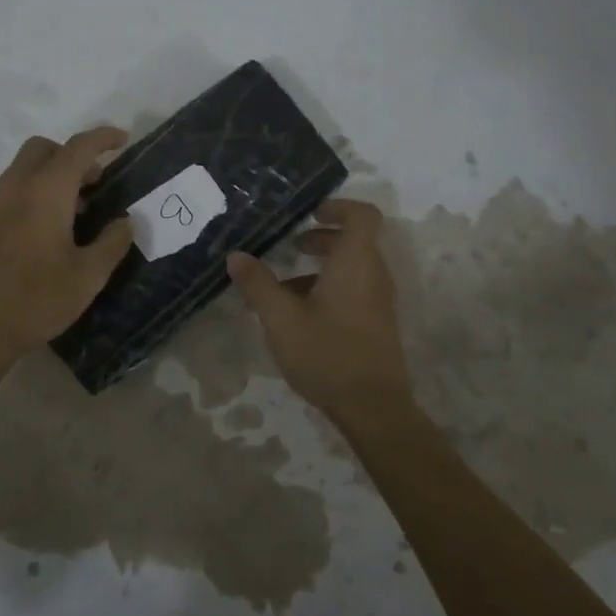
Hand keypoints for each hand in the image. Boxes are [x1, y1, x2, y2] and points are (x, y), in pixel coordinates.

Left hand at [0, 127, 135, 360]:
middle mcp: (14, 188)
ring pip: (22, 171)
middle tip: (94, 185)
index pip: (78, 148)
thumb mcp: (87, 277)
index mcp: (45, 192)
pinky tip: (40, 236)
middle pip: (43, 149)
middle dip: (71, 155)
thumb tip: (125, 223)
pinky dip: (29, 197)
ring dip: (49, 177)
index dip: (103, 138)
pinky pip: (7, 195)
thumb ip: (112, 243)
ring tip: (71, 214)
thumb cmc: (35, 300)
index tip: (122, 140)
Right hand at [226, 197, 413, 420]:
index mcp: (356, 262)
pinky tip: (299, 316)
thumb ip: (258, 284)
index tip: (309, 215)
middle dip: (321, 238)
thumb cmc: (327, 353)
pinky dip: (329, 288)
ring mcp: (379, 301)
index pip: (362, 215)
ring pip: (353, 268)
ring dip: (321, 267)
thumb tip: (236, 256)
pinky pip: (355, 290)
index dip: (338, 207)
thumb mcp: (281, 318)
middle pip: (355, 241)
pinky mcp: (377, 324)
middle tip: (290, 246)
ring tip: (284, 287)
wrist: (373, 408)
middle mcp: (374, 275)